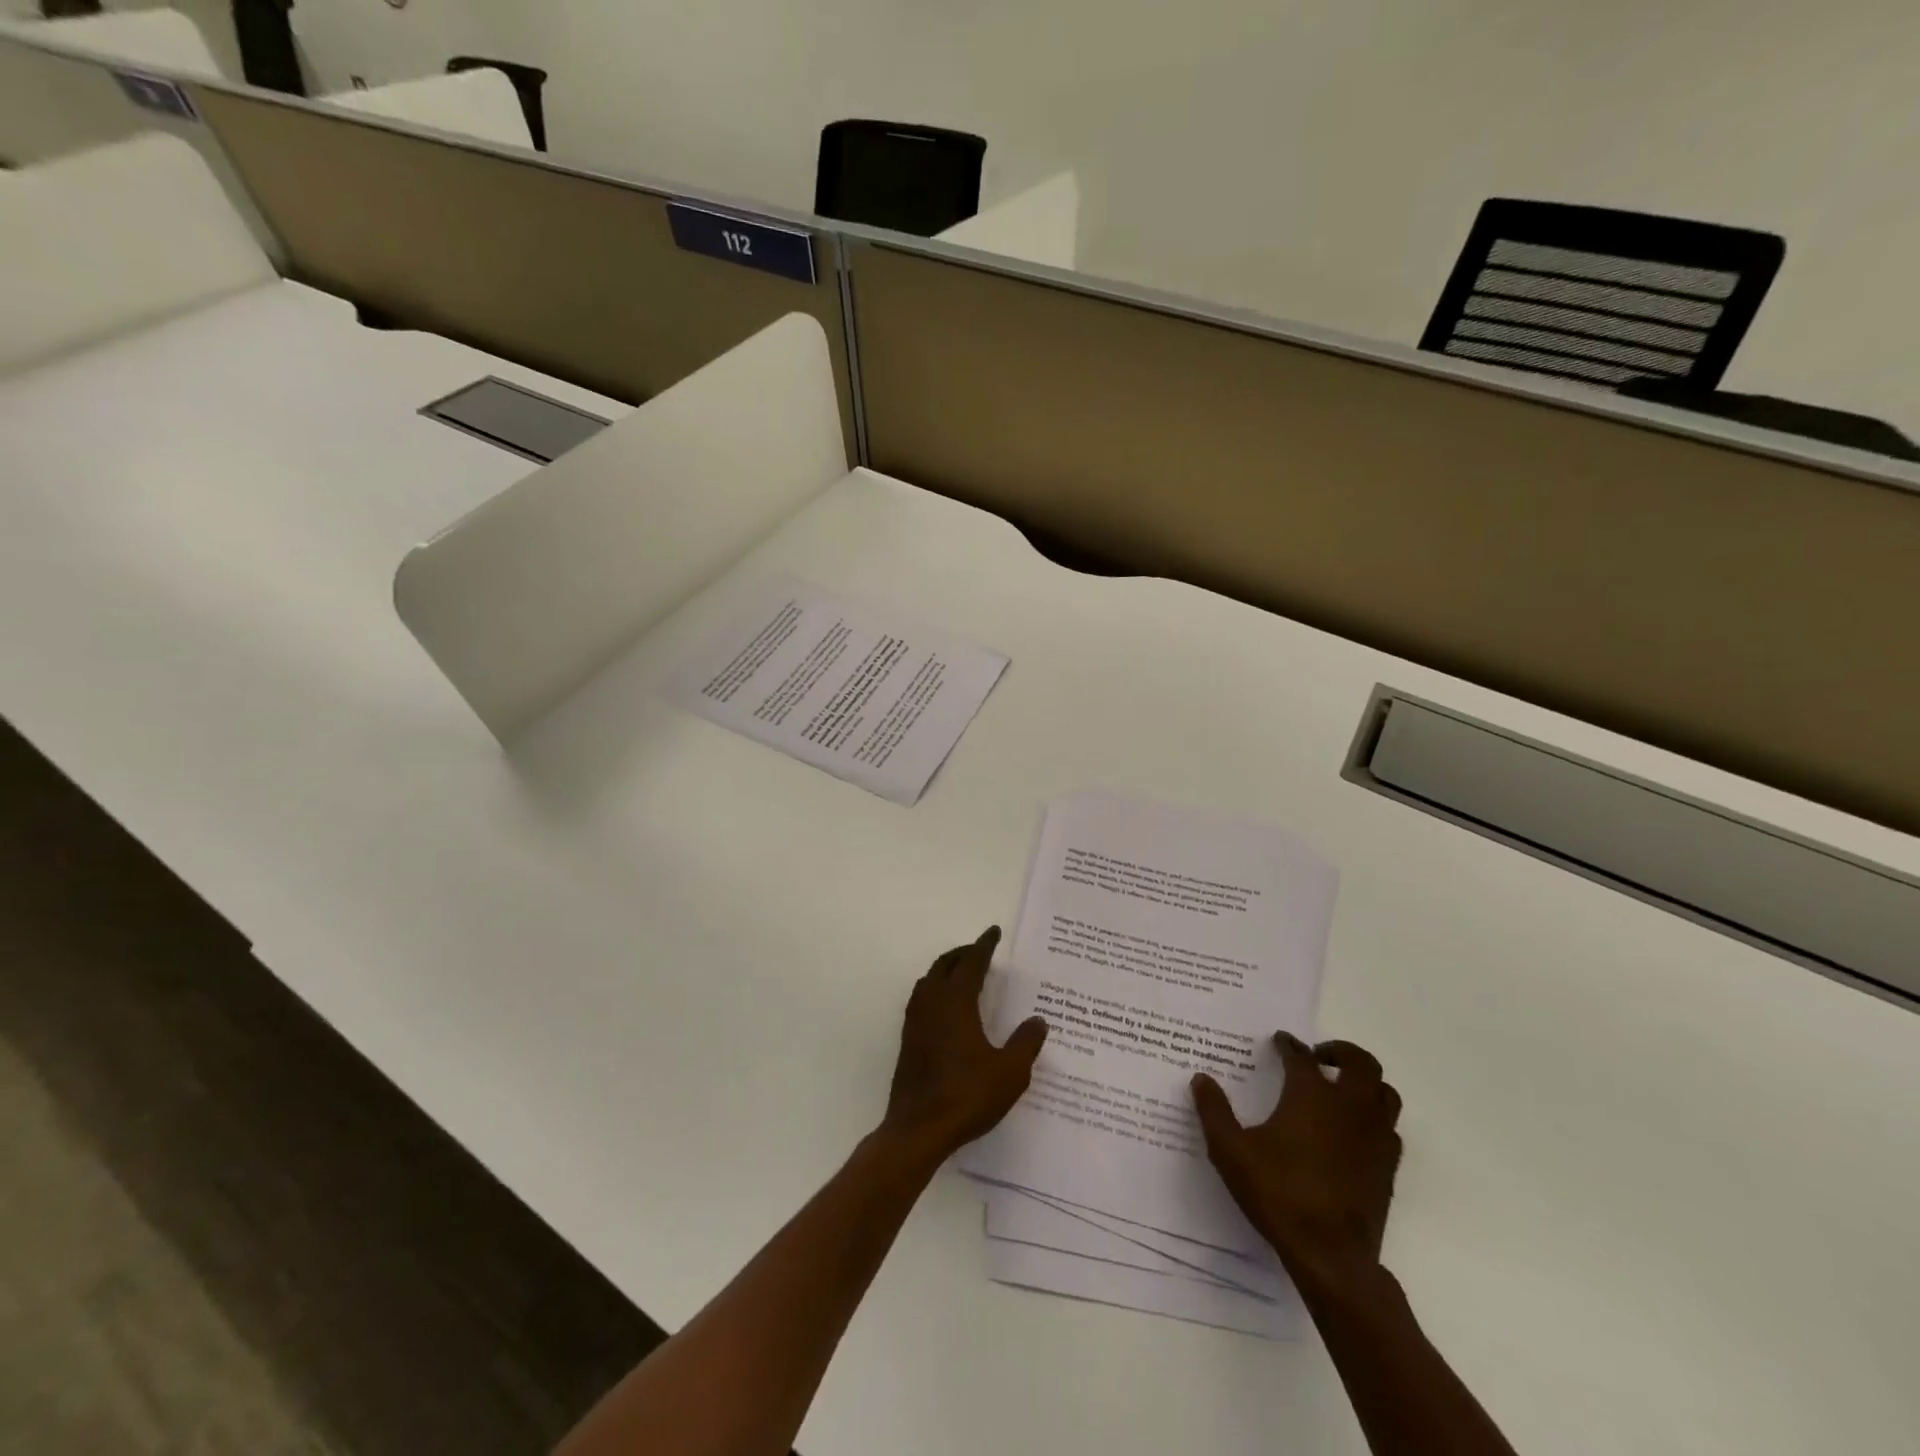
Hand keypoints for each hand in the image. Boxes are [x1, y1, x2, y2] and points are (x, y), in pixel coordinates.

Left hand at [881, 927, 1047, 1159]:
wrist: (918, 1129)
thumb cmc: (966, 1096)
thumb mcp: (1009, 1073)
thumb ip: (1025, 1043)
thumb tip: (1038, 1021)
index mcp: (956, 1002)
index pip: (971, 963)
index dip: (984, 946)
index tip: (993, 932)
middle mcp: (932, 1003)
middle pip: (945, 965)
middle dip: (963, 953)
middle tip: (980, 951)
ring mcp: (915, 1021)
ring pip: (929, 980)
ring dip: (946, 970)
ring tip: (963, 973)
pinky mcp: (908, 1040)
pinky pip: (922, 999)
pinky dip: (935, 989)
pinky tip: (947, 1008)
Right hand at [1191, 1035, 1402, 1297]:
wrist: (1331, 1256)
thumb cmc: (1278, 1193)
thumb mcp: (1230, 1150)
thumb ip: (1214, 1111)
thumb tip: (1201, 1079)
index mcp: (1311, 1096)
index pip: (1302, 1056)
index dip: (1289, 1045)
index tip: (1280, 1041)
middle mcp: (1349, 1107)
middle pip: (1361, 1063)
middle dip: (1340, 1052)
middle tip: (1318, 1056)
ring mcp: (1374, 1138)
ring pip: (1385, 1093)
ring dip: (1365, 1082)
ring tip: (1341, 1088)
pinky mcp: (1387, 1167)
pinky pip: (1390, 1128)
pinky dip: (1374, 1118)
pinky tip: (1354, 1131)